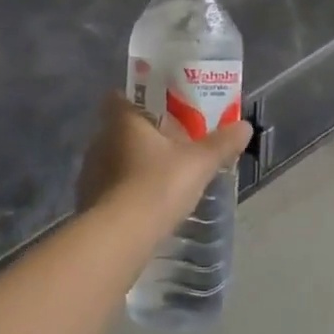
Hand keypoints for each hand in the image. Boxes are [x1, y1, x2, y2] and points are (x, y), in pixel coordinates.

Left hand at [77, 93, 252, 224]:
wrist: (119, 236)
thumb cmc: (157, 185)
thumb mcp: (199, 163)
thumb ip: (221, 144)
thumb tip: (245, 125)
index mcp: (122, 121)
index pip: (120, 97)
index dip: (137, 99)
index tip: (159, 108)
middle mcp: (100, 140)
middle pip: (119, 129)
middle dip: (141, 134)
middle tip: (170, 143)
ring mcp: (90, 172)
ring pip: (113, 158)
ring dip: (132, 164)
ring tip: (160, 175)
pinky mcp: (88, 201)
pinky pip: (109, 186)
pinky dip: (124, 190)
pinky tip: (144, 203)